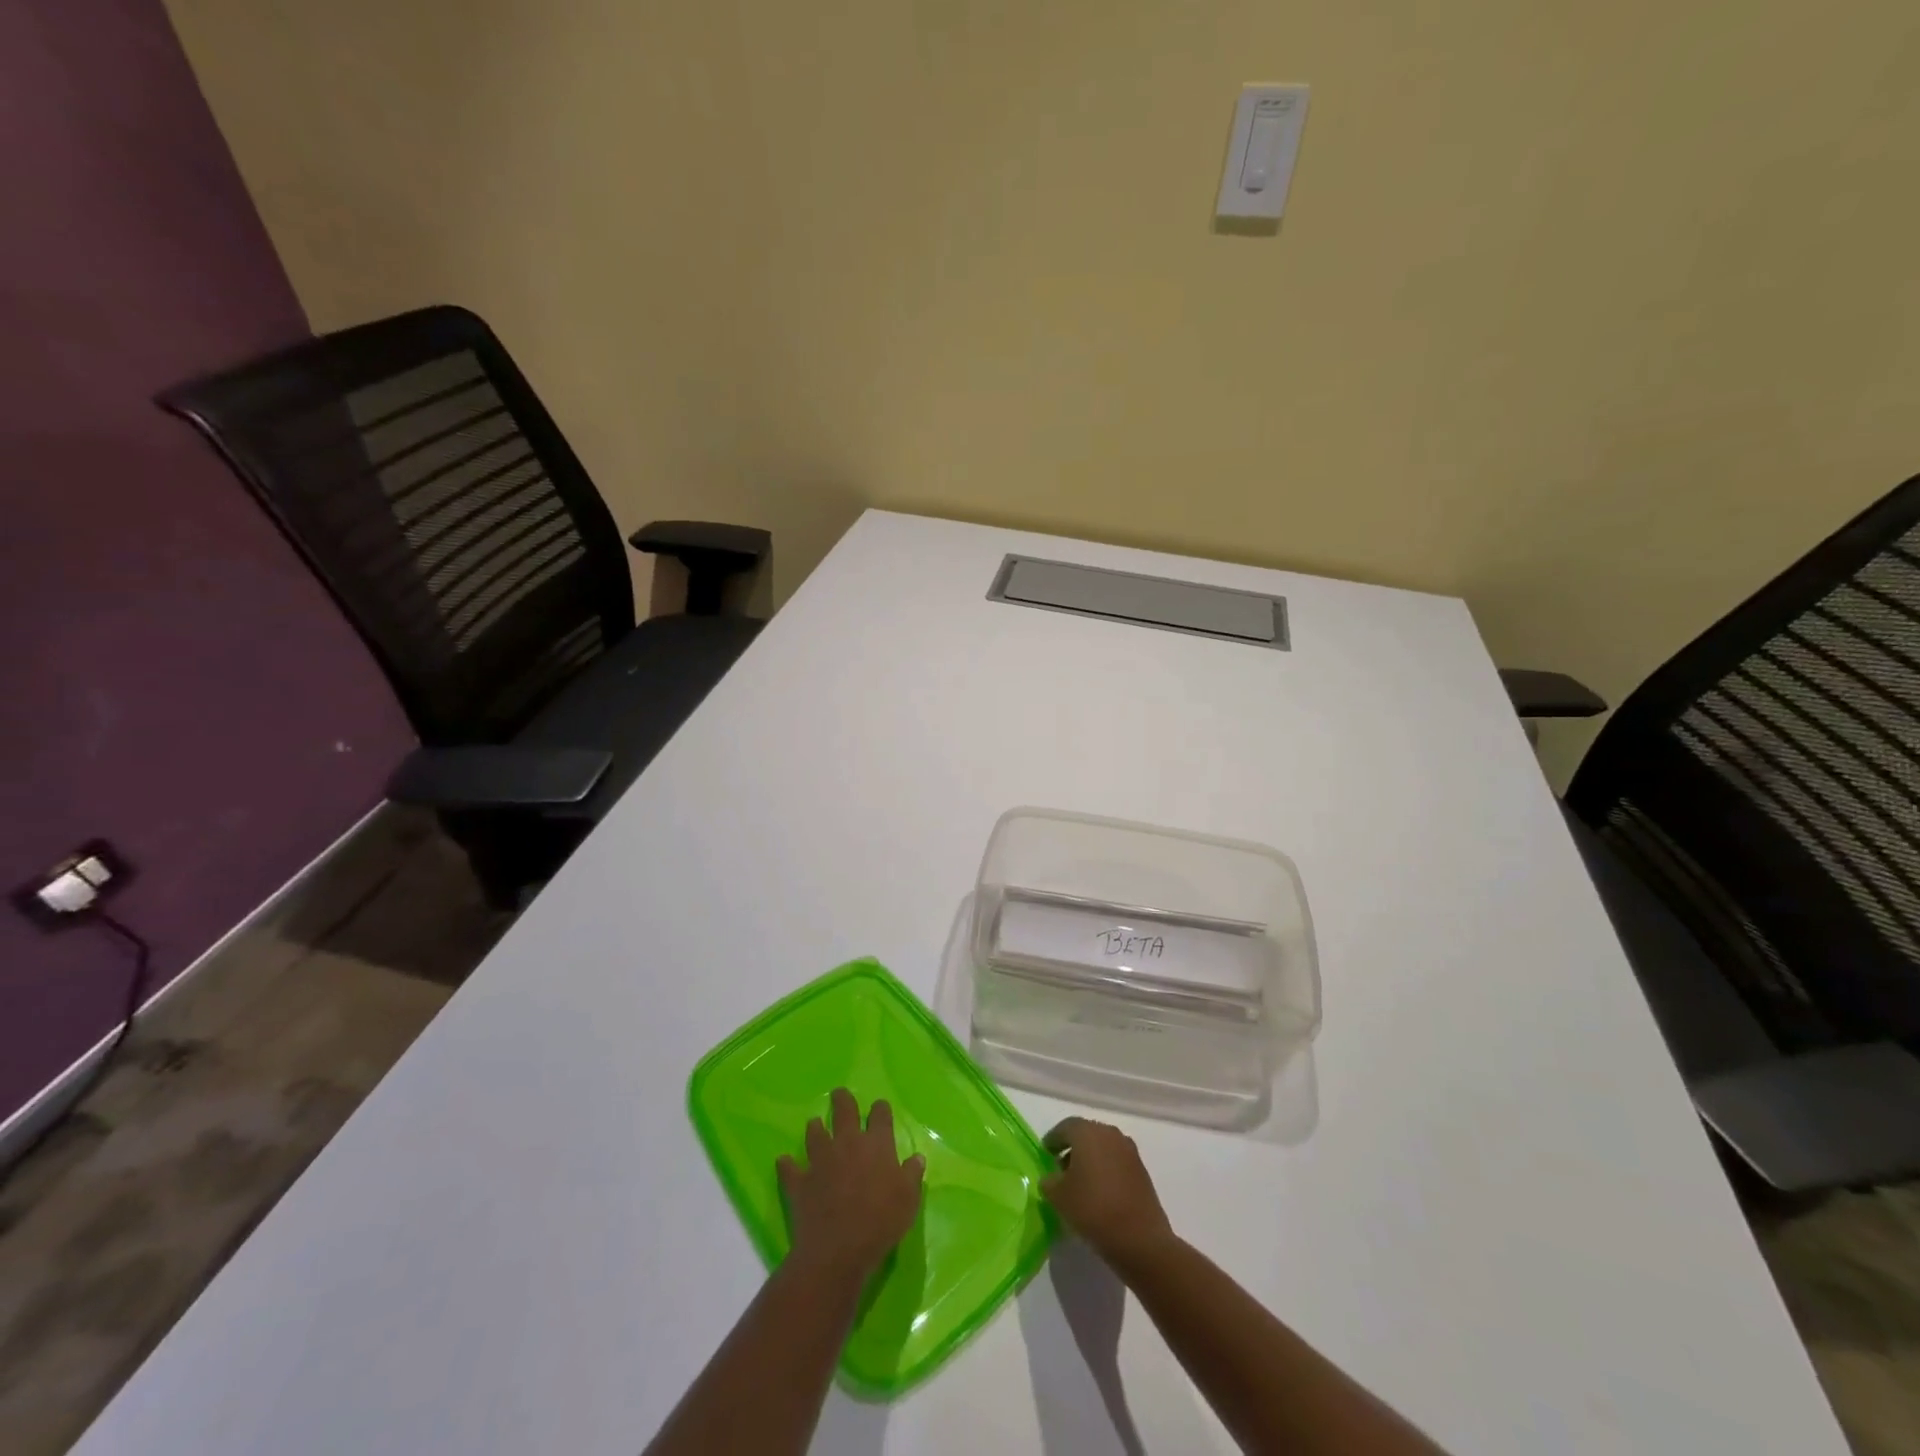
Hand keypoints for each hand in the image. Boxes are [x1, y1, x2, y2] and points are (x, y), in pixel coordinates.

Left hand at [778, 1088, 924, 1279]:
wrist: (838, 1249)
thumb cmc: (881, 1222)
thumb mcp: (908, 1200)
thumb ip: (912, 1175)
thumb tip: (917, 1158)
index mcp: (876, 1144)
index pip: (880, 1115)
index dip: (880, 1109)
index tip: (880, 1108)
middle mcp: (847, 1143)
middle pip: (844, 1110)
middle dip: (842, 1099)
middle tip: (839, 1094)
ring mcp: (820, 1160)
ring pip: (815, 1133)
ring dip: (815, 1128)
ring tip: (815, 1124)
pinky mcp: (800, 1181)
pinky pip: (789, 1168)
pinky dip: (787, 1164)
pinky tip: (784, 1161)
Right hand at [1041, 1117, 1176, 1270]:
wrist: (1141, 1240)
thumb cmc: (1093, 1210)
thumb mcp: (1058, 1197)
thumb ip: (1049, 1181)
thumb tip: (1052, 1177)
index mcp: (1087, 1132)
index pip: (1065, 1127)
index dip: (1052, 1140)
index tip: (1045, 1154)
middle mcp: (1109, 1133)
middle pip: (1085, 1134)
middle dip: (1072, 1149)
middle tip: (1060, 1169)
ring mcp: (1129, 1151)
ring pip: (1102, 1148)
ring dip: (1090, 1160)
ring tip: (1080, 1184)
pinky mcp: (1142, 1170)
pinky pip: (1116, 1162)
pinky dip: (1105, 1170)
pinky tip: (1099, 1193)